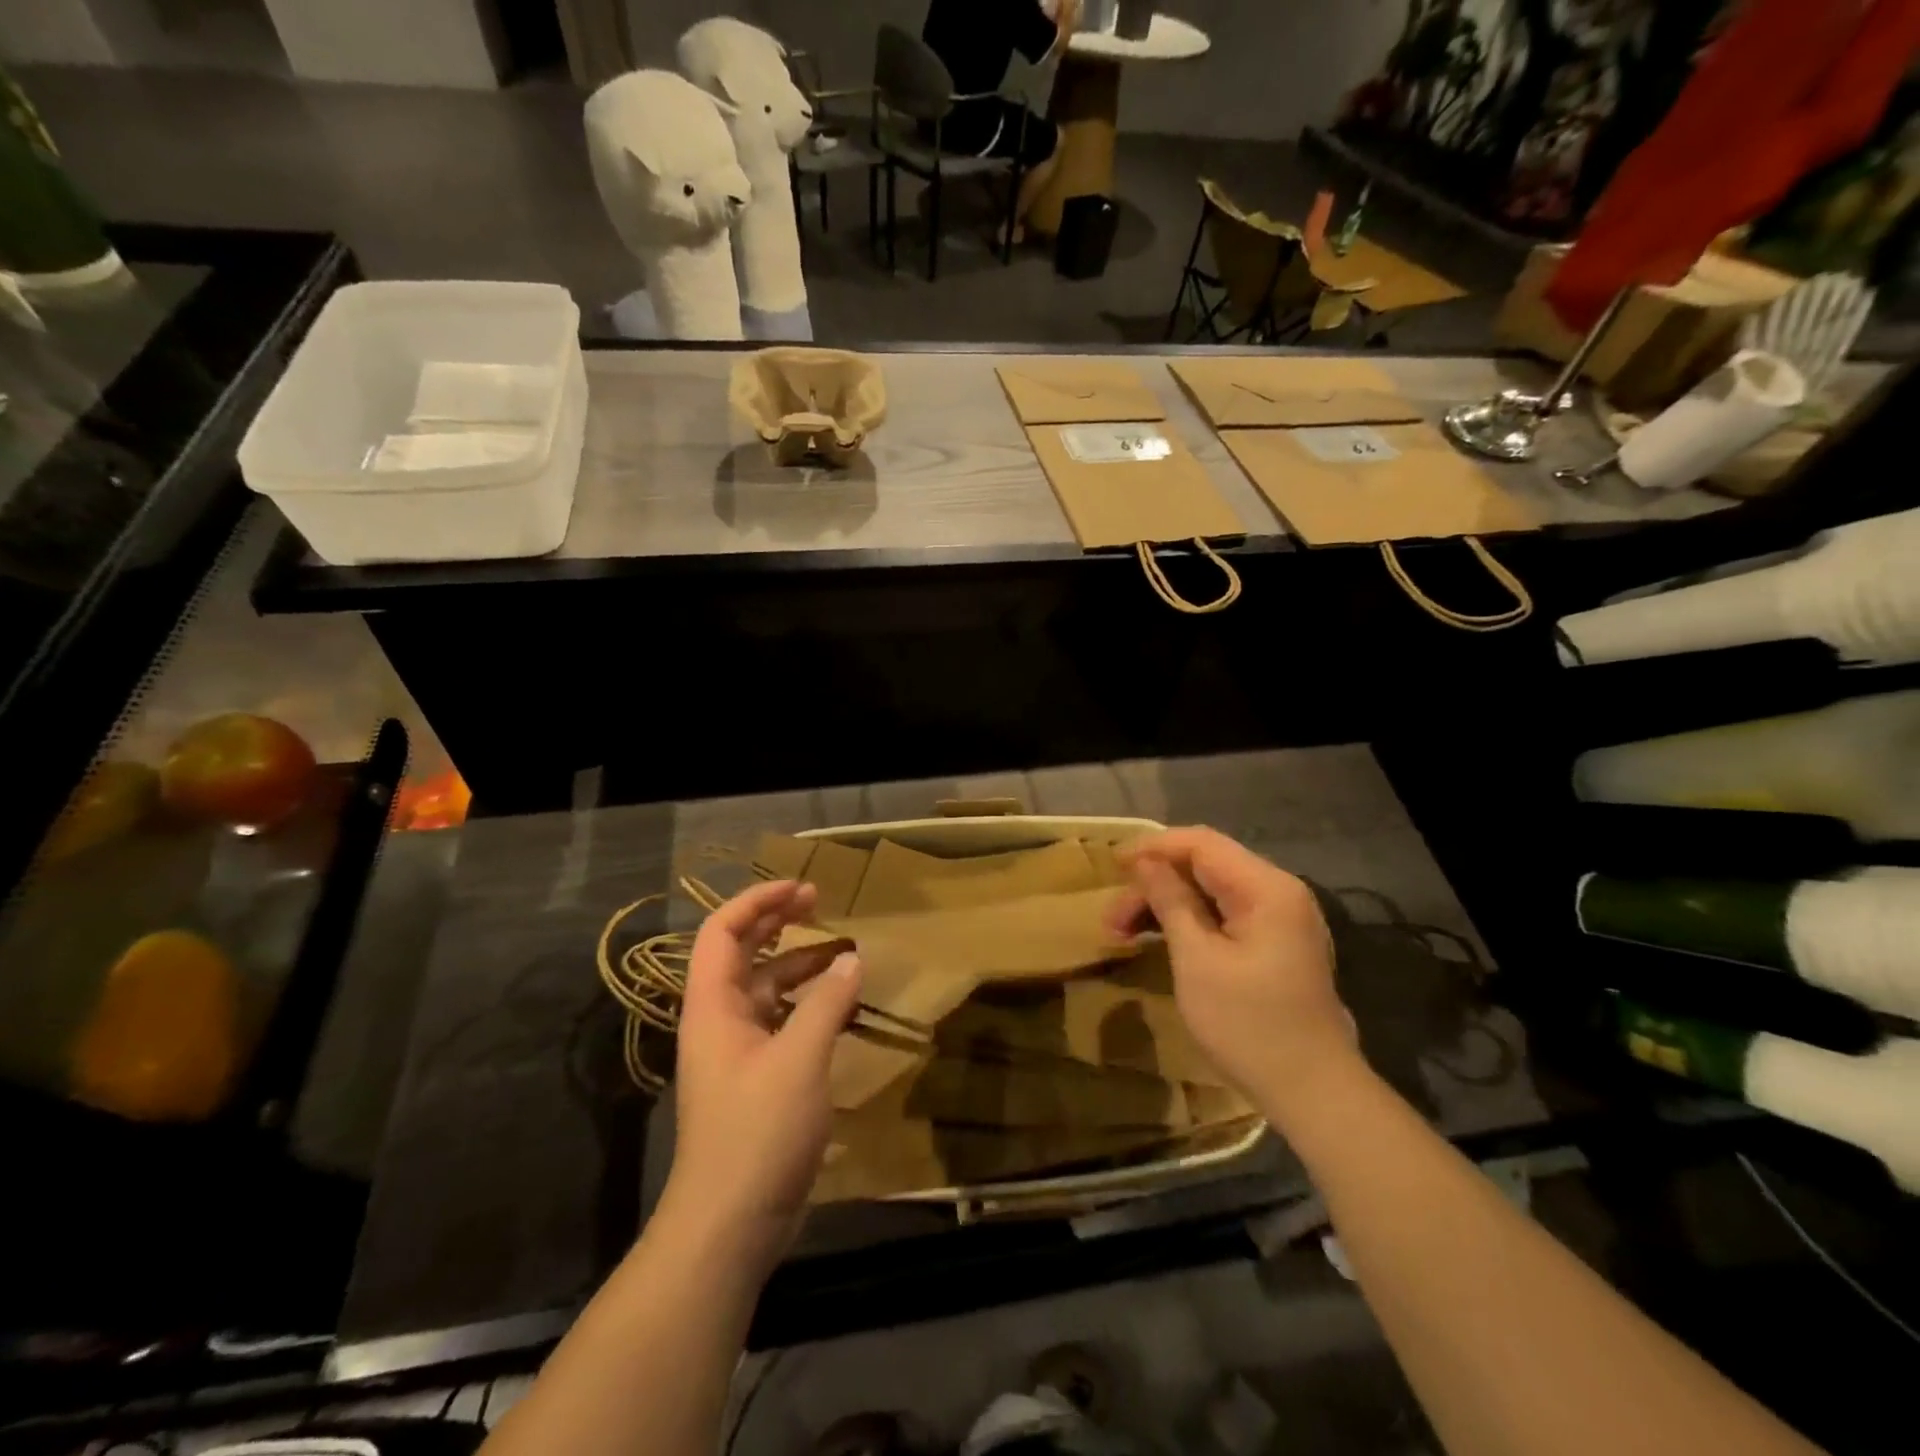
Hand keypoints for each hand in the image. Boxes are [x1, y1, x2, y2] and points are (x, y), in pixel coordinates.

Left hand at [663, 879, 860, 1265]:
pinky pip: (782, 1023)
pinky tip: (840, 1006)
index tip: (801, 888)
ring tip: (842, 952)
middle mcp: (719, 1021)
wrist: (729, 1224)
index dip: (757, 901)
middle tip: (819, 903)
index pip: (722, 932)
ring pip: (766, 989)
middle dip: (777, 922)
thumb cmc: (757, 1131)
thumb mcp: (799, 1059)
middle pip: (742, 953)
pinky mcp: (757, 1079)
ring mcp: (737, 1052)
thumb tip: (852, 960)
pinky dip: (808, 1005)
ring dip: (799, 965)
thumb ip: (827, 1003)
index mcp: (713, 1006)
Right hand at [1108, 828, 1359, 1124]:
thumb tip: (1145, 862)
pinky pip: (1223, 915)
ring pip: (1209, 892)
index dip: (1152, 848)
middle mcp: (1277, 892)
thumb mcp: (1198, 960)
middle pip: (1203, 866)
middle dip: (1153, 884)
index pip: (1201, 844)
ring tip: (1121, 934)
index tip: (1111, 864)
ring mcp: (1278, 920)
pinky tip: (1156, 940)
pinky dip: (1187, 922)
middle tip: (1110, 920)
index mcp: (1266, 888)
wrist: (1314, 1094)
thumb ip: (1171, 901)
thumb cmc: (1249, 1025)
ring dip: (1164, 905)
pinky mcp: (1273, 945)